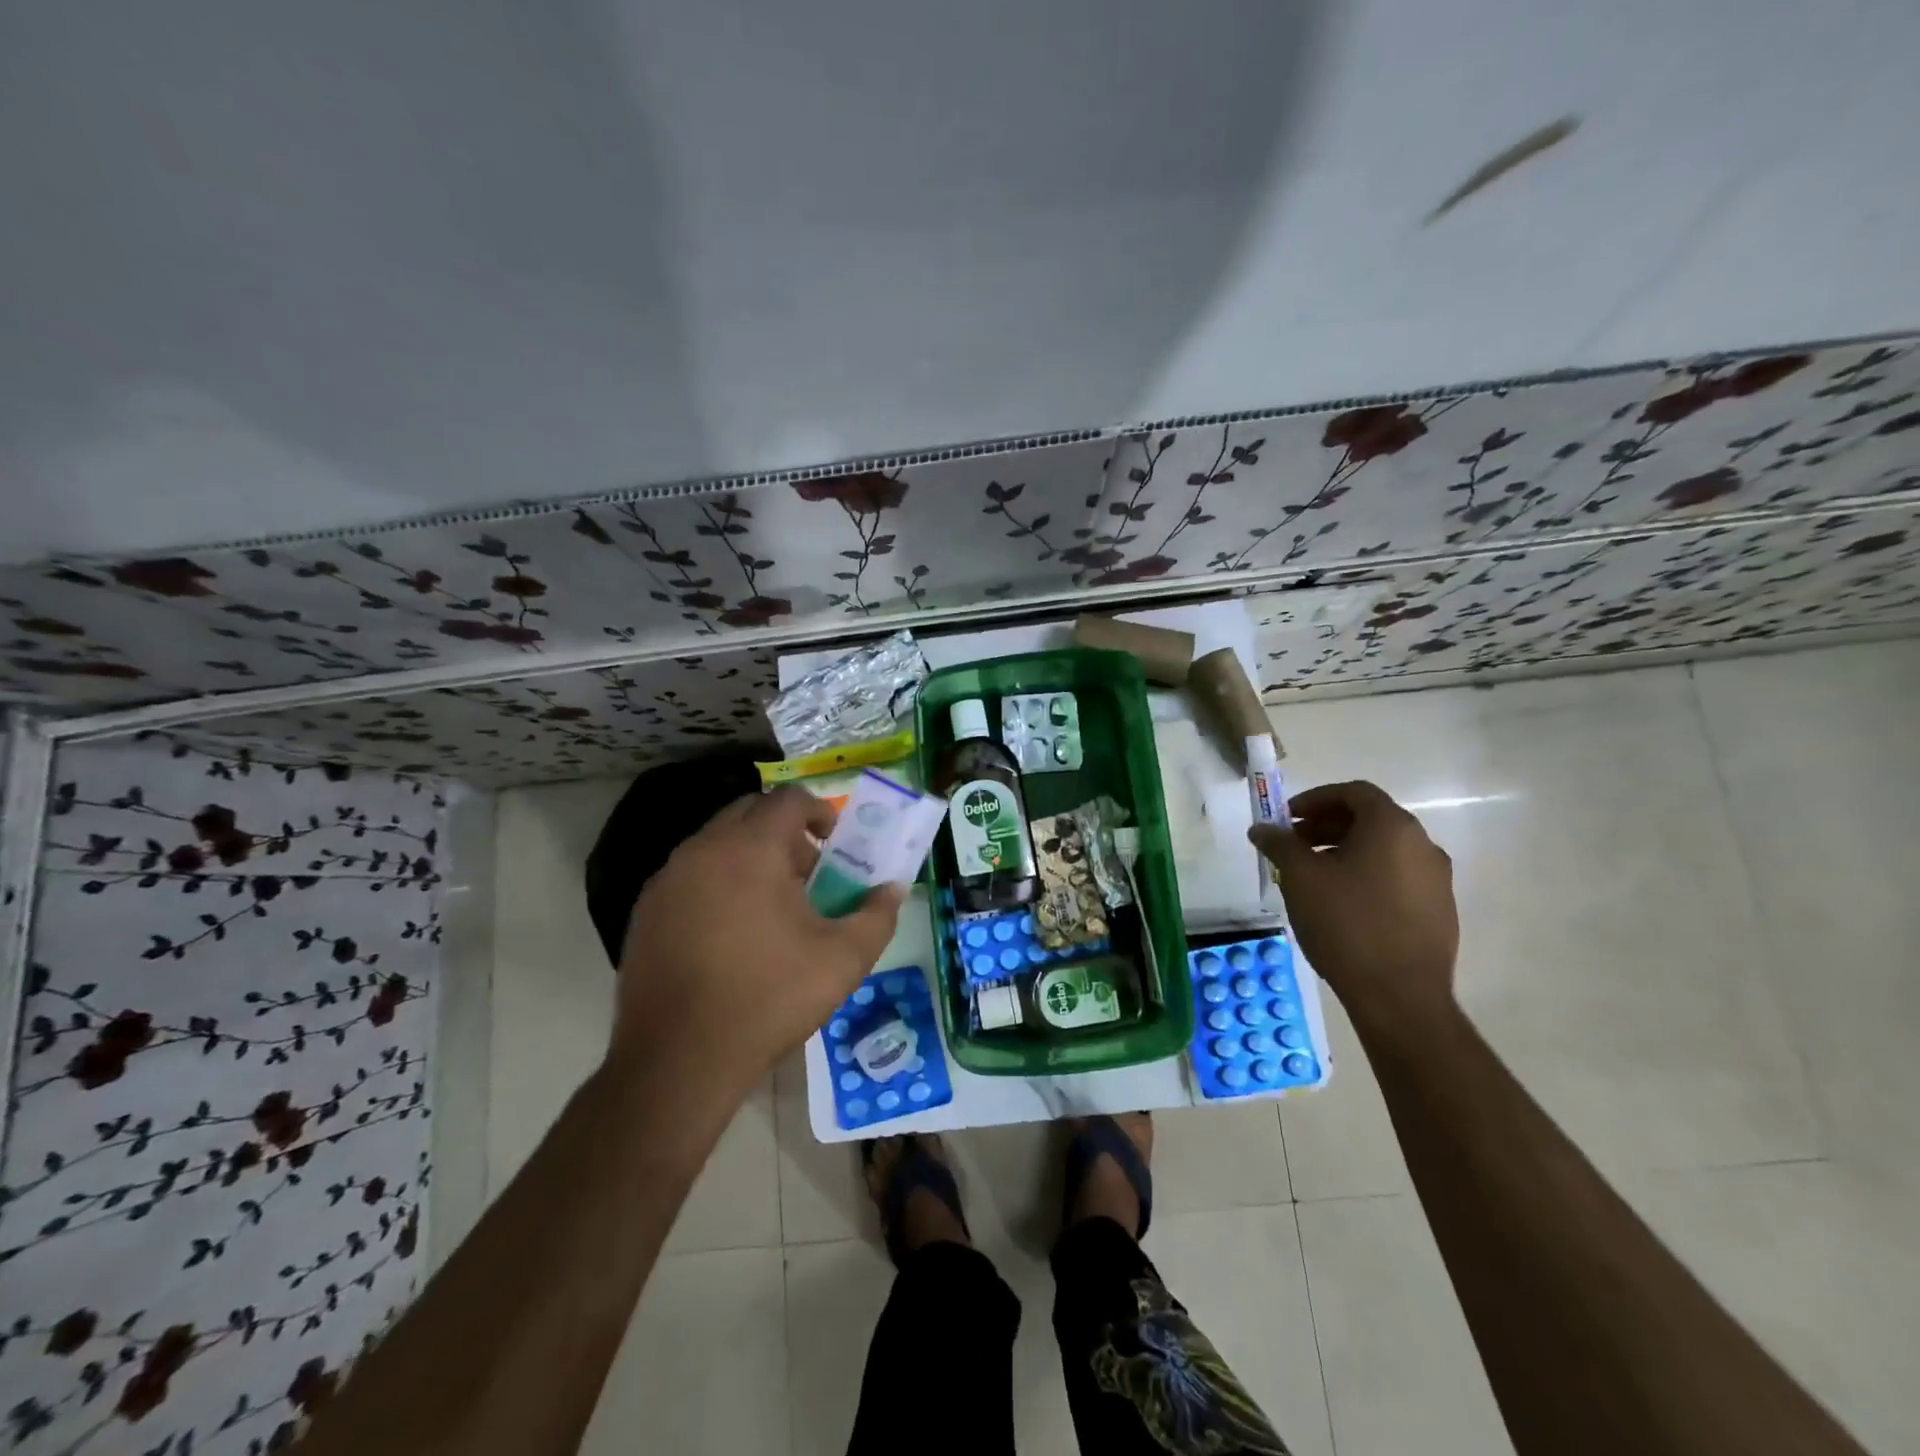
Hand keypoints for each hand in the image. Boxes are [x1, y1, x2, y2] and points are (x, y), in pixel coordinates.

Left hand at [614, 786, 904, 1087]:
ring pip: (716, 843)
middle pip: (748, 813)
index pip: (787, 800)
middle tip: (806, 873)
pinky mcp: (645, 912)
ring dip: (749, 856)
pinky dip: (717, 882)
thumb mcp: (843, 959)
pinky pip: (690, 875)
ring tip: (771, 906)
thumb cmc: (769, 998)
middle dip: (783, 831)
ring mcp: (667, 880)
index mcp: (750, 849)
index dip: (818, 811)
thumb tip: (892, 890)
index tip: (834, 843)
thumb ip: (877, 915)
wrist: (679, 1060)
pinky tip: (730, 933)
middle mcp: (703, 850)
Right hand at [1249, 780, 1458, 1036]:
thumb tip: (1262, 829)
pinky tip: (1342, 905)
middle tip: (1294, 846)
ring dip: (1345, 852)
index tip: (1286, 819)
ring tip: (1313, 878)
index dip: (1315, 799)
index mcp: (1392, 827)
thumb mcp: (1300, 878)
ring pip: (1384, 850)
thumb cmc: (1346, 924)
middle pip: (1370, 819)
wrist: (1400, 997)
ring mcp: (1437, 880)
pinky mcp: (1439, 911)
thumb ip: (1279, 844)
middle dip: (1327, 826)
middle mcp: (1423, 845)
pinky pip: (1397, 878)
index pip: (1354, 792)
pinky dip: (1367, 876)